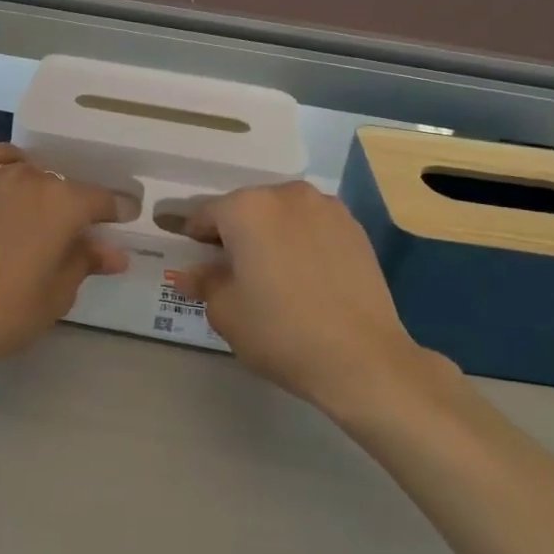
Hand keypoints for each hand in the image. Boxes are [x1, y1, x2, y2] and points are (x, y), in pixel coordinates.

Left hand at [0, 144, 128, 364]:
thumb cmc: (6, 309)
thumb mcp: (57, 294)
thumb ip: (86, 262)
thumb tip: (115, 252)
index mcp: (65, 204)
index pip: (102, 200)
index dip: (116, 211)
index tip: (123, 220)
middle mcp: (33, 179)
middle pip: (65, 186)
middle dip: (76, 207)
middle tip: (75, 233)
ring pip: (31, 172)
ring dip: (42, 189)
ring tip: (39, 211)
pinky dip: (7, 161)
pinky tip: (10, 174)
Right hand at [180, 183, 443, 413]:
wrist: (362, 358)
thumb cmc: (280, 331)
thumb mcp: (226, 312)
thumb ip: (204, 283)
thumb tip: (191, 274)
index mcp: (247, 208)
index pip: (205, 214)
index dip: (193, 236)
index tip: (190, 257)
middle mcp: (286, 195)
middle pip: (246, 209)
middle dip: (234, 234)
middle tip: (229, 270)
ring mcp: (326, 208)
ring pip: (282, 215)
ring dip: (270, 235)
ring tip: (271, 273)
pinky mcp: (355, 229)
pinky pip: (313, 227)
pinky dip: (301, 242)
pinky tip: (304, 276)